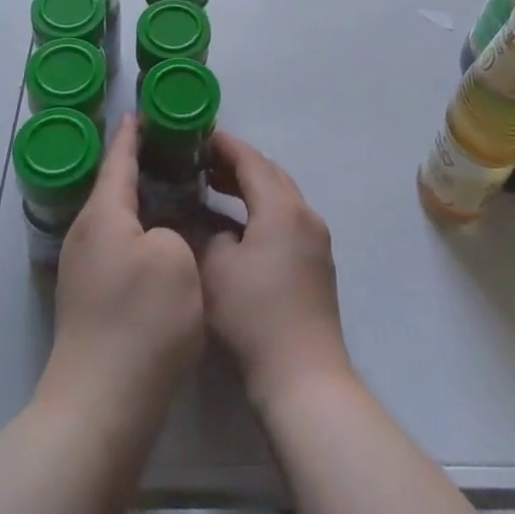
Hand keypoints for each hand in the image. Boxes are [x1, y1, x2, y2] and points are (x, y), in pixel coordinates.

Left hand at [41, 115, 204, 423]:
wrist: (101, 407)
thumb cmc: (142, 321)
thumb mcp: (175, 257)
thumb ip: (172, 229)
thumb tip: (161, 236)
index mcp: (103, 214)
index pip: (119, 158)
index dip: (134, 133)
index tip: (147, 110)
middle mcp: (86, 234)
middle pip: (114, 186)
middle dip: (141, 164)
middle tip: (176, 148)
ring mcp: (84, 269)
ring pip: (117, 218)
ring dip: (142, 200)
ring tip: (176, 187)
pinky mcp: (91, 298)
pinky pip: (119, 245)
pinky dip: (141, 230)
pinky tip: (165, 239)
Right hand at [201, 133, 353, 414]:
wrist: (302, 376)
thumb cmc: (254, 316)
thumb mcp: (215, 269)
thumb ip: (206, 233)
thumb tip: (206, 222)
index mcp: (282, 207)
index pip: (251, 160)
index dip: (224, 146)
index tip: (198, 137)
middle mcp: (305, 214)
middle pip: (269, 174)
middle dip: (237, 164)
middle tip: (202, 162)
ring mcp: (315, 238)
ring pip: (280, 197)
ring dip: (250, 188)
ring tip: (215, 187)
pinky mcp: (317, 262)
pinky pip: (286, 219)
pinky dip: (262, 211)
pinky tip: (237, 226)